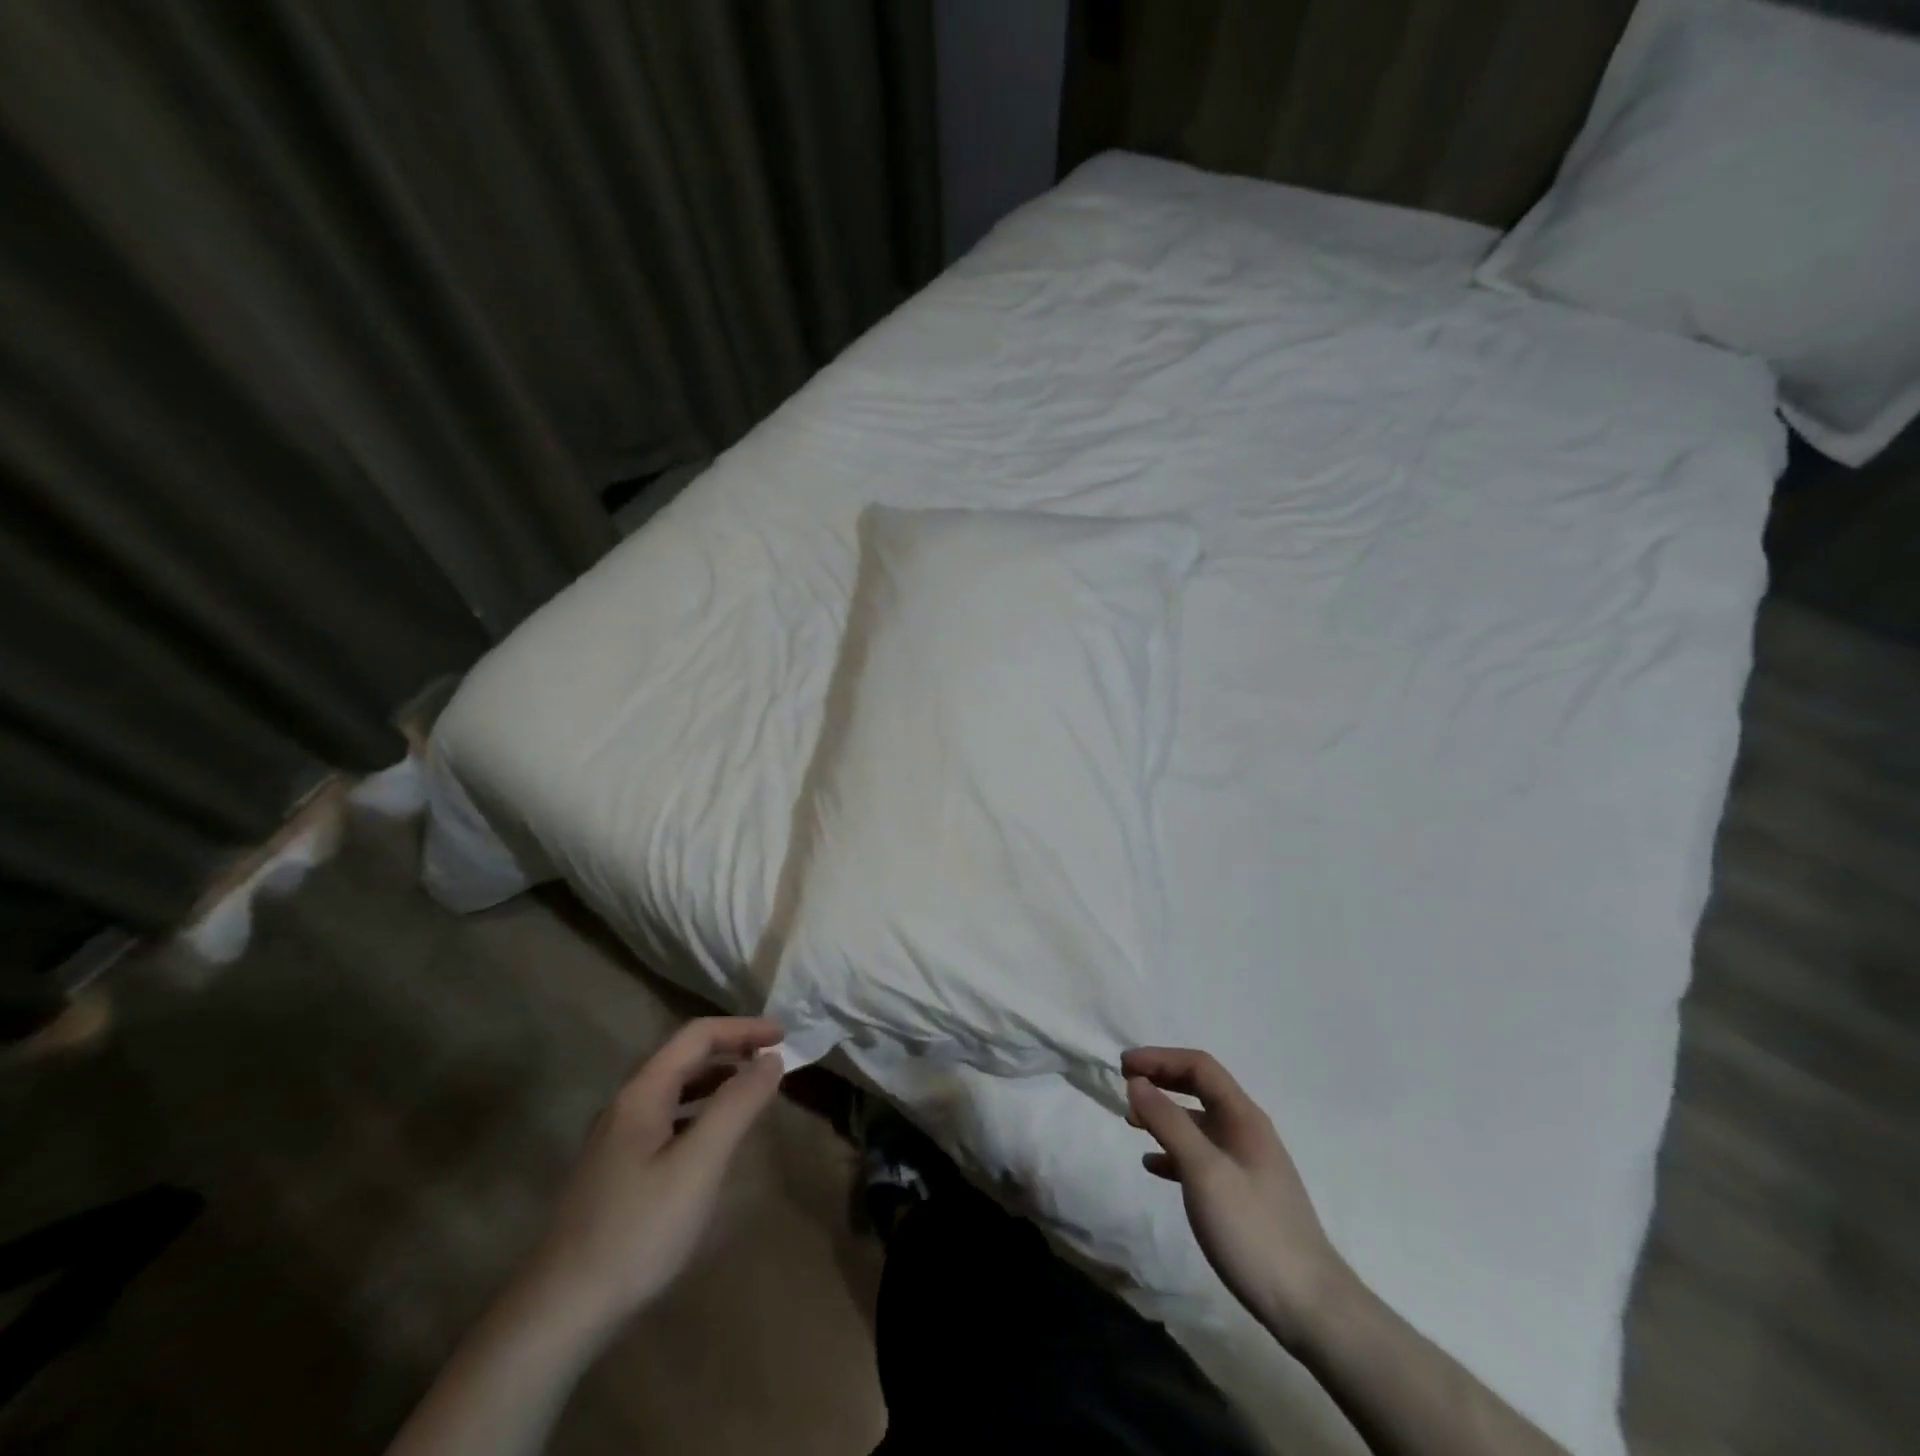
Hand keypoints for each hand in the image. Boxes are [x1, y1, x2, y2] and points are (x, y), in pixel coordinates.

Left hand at [516, 1017, 785, 1342]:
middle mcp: (626, 1105)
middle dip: (731, 1049)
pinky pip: (667, 1118)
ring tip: (752, 1091)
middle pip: (683, 1056)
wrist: (559, 1314)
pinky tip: (713, 1138)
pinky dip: (699, 1110)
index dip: (743, 1028)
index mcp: (642, 1093)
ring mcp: (616, 1139)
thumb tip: (771, 1058)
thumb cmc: (637, 1231)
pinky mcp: (616, 1170)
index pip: (697, 1035)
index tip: (784, 1036)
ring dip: (716, 1079)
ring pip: (674, 1088)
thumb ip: (737, 1105)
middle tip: (773, 1059)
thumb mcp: (698, 1165)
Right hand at [1123, 1047, 1352, 1346]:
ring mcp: (1246, 1164)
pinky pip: (1201, 1157)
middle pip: (1199, 1088)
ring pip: (1198, 1123)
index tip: (1123, 1066)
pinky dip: (1174, 1152)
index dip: (1160, 1058)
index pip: (1199, 1066)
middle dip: (1161, 1081)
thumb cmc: (1253, 1230)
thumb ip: (1169, 1122)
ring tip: (1132, 1123)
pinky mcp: (1243, 1195)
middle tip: (1125, 1085)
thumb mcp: (1204, 1171)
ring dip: (1164, 1115)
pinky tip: (1153, 1165)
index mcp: (1243, 1117)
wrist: (1310, 1307)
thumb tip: (1138, 1082)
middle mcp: (1246, 1131)